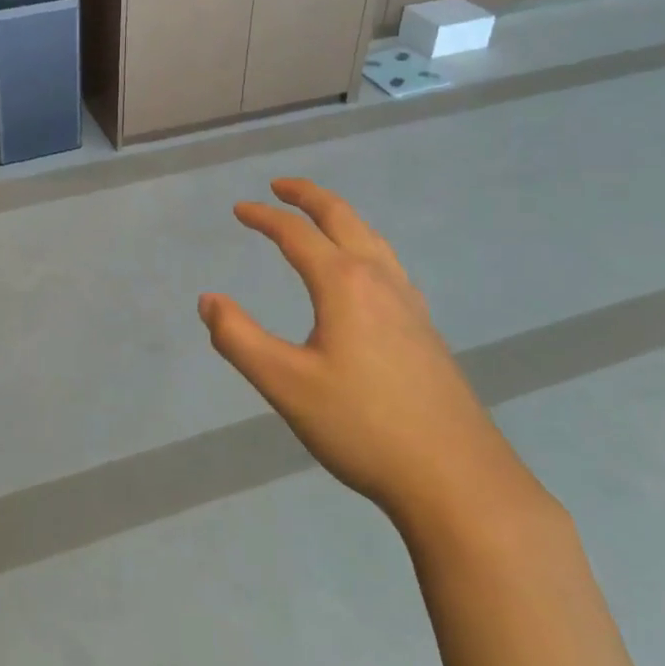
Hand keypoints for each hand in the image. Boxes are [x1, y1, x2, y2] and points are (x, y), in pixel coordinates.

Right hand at [199, 179, 540, 536]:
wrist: (456, 479)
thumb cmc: (363, 426)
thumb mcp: (285, 385)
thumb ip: (238, 338)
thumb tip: (208, 300)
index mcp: (344, 283)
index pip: (296, 234)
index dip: (264, 217)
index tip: (239, 210)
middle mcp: (379, 280)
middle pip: (342, 218)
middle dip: (309, 196)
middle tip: (281, 186)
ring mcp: (409, 303)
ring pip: (372, 238)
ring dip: (340, 217)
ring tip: (320, 217)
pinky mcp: (425, 329)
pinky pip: (389, 264)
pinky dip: (364, 245)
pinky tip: (365, 273)